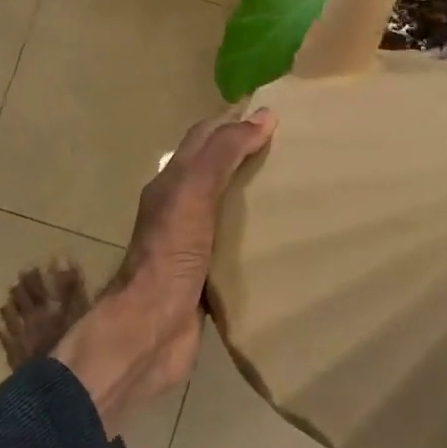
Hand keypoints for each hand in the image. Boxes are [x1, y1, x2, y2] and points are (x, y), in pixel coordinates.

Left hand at [55, 109, 274, 434]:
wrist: (150, 332)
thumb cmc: (169, 256)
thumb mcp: (193, 194)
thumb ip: (223, 155)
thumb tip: (263, 117)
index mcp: (172, 184)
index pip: (204, 138)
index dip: (234, 122)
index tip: (276, 115)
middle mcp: (179, 208)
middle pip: (216, 170)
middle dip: (249, 155)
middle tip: (295, 151)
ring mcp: (193, 244)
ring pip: (228, 208)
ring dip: (256, 196)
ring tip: (297, 190)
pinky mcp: (207, 276)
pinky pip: (236, 245)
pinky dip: (257, 235)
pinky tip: (284, 238)